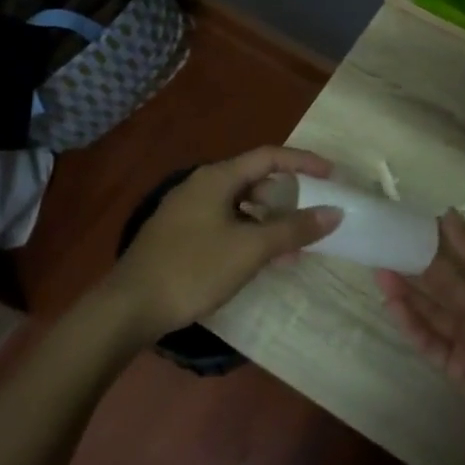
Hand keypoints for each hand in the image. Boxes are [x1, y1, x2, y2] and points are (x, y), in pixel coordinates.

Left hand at [106, 148, 339, 339]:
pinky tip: (259, 261)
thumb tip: (334, 212)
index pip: (269, 157)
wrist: (129, 307)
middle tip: (312, 217)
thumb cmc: (193, 269)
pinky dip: (249, 235)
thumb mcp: (250, 249)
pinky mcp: (179, 235)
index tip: (332, 176)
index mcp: (216, 178)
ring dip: (269, 222)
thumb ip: (294, 229)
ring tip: (292, 249)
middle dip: (288, 197)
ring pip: (240, 205)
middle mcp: (201, 186)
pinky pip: (225, 223)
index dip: (304, 162)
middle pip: (254, 180)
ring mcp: (187, 210)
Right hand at [374, 212, 464, 442]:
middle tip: (384, 245)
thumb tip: (447, 214)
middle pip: (442, 283)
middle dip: (415, 265)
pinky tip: (390, 304)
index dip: (439, 241)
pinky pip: (426, 340)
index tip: (410, 223)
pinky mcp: (452, 365)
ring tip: (378, 270)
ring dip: (405, 292)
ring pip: (429, 310)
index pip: (463, 258)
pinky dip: (409, 323)